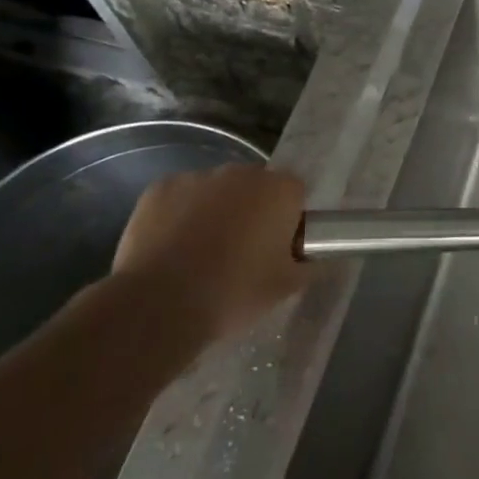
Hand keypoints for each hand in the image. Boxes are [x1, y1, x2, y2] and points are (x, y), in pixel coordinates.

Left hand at [113, 165, 307, 338]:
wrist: (159, 306)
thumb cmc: (233, 293)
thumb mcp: (285, 288)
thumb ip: (310, 266)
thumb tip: (319, 259)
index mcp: (279, 190)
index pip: (295, 193)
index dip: (289, 219)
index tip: (278, 248)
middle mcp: (241, 173)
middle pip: (255, 186)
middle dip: (252, 210)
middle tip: (242, 252)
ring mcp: (197, 177)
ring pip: (216, 191)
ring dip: (215, 211)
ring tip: (200, 253)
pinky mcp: (159, 189)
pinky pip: (179, 197)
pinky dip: (179, 214)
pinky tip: (171, 247)